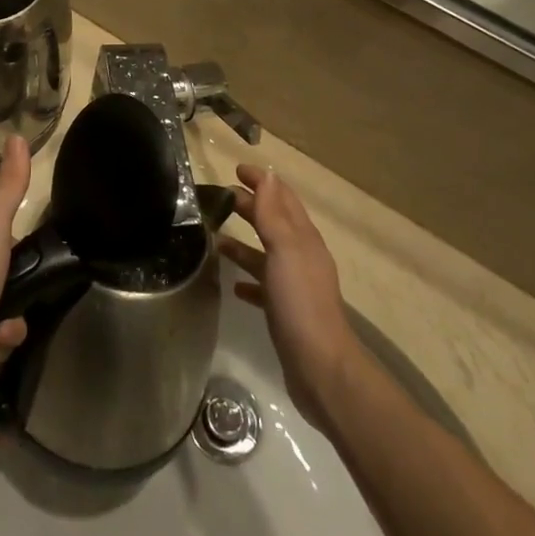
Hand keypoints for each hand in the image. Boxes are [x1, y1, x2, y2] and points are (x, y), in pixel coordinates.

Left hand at [0, 136, 31, 378]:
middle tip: (24, 303)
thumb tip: (16, 136)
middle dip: (20, 294)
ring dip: (11, 325)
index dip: (22, 249)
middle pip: (6, 277)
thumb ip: (10, 185)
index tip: (36, 262)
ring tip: (5, 332)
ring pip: (0, 310)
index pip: (5, 235)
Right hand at [219, 166, 359, 426]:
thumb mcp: (285, 249)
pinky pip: (263, 286)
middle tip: (220, 197)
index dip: (262, 181)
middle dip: (251, 206)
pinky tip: (233, 285)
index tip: (237, 169)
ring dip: (244, 242)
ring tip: (215, 237)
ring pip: (265, 253)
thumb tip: (269, 176)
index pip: (282, 197)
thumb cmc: (300, 301)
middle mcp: (301, 257)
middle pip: (273, 222)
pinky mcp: (285, 311)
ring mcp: (294, 285)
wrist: (319, 367)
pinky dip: (248, 279)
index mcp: (303, 238)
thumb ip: (274, 214)